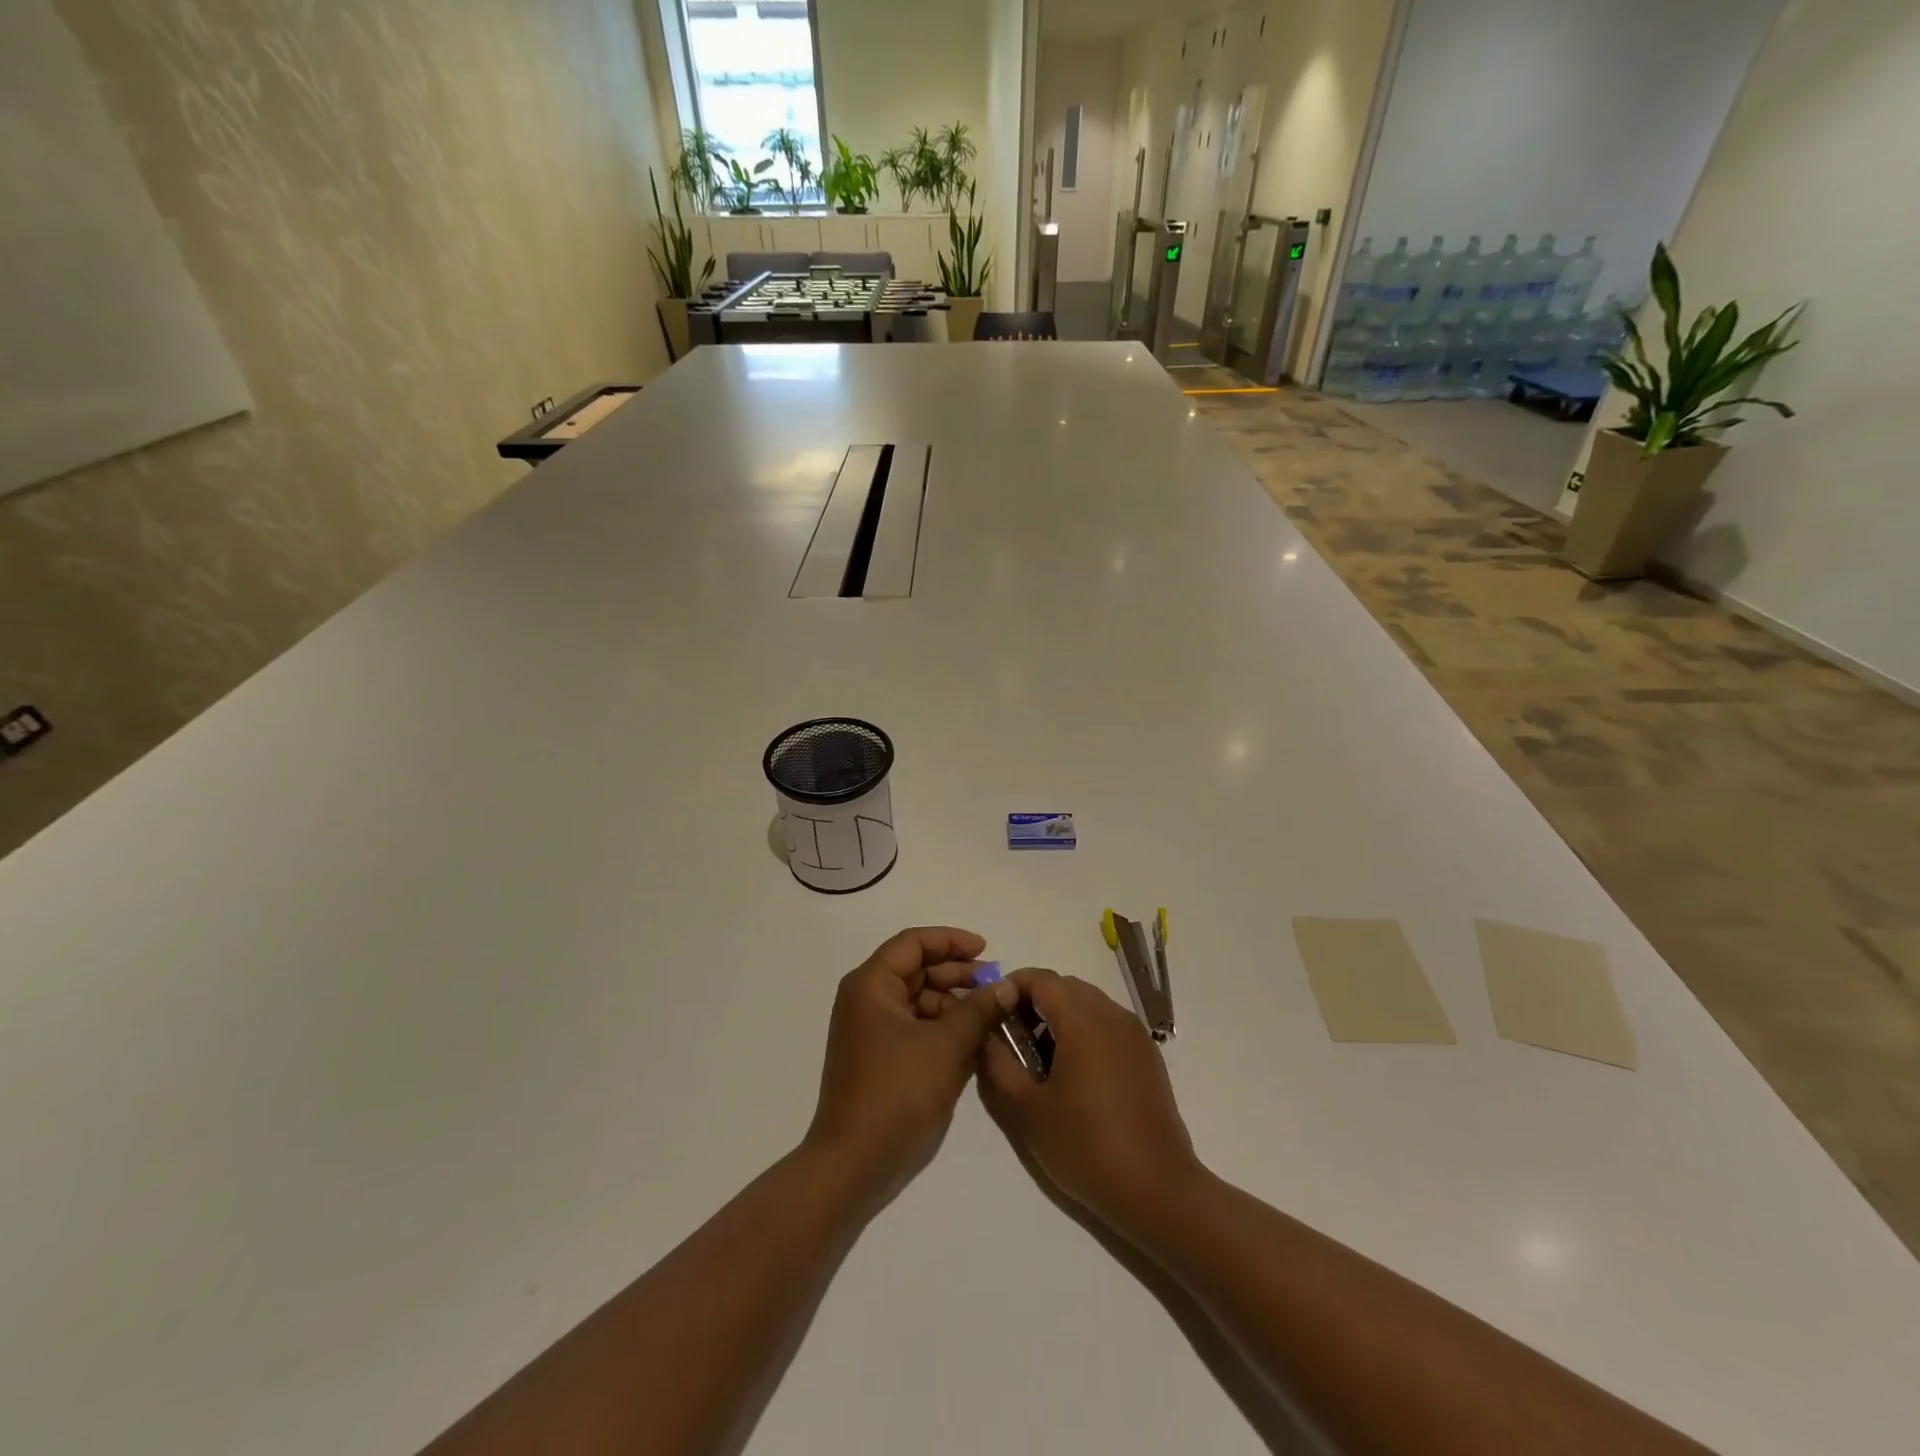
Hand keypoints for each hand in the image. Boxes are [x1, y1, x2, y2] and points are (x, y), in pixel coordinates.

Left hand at [805, 927, 1016, 1206]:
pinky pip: (916, 1028)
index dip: (951, 940)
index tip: (987, 950)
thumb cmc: (897, 1091)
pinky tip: (974, 1042)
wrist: (854, 1162)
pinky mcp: (880, 1059)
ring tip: (991, 1017)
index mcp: (872, 984)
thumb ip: (979, 1009)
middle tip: (995, 986)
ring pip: (919, 1001)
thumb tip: (1007, 985)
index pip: (914, 943)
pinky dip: (943, 1029)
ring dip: (954, 1004)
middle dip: (957, 974)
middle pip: (917, 969)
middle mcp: (867, 1000)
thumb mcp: (946, 1045)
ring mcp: (871, 1031)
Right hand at [978, 968, 1200, 1233]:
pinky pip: (1108, 1023)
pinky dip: (1084, 1029)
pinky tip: (1074, 1072)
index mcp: (1083, 1021)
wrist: (1157, 1190)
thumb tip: (985, 1033)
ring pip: (1088, 1002)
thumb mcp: (1027, 1110)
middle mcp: (1112, 1015)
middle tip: (1012, 1036)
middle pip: (1066, 986)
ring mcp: (1134, 1034)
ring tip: (1040, 1058)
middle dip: (1035, 1001)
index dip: (1012, 986)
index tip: (992, 1011)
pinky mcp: (1147, 1055)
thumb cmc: (1085, 1148)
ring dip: (1060, 1015)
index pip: (1041, 978)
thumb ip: (998, 1063)